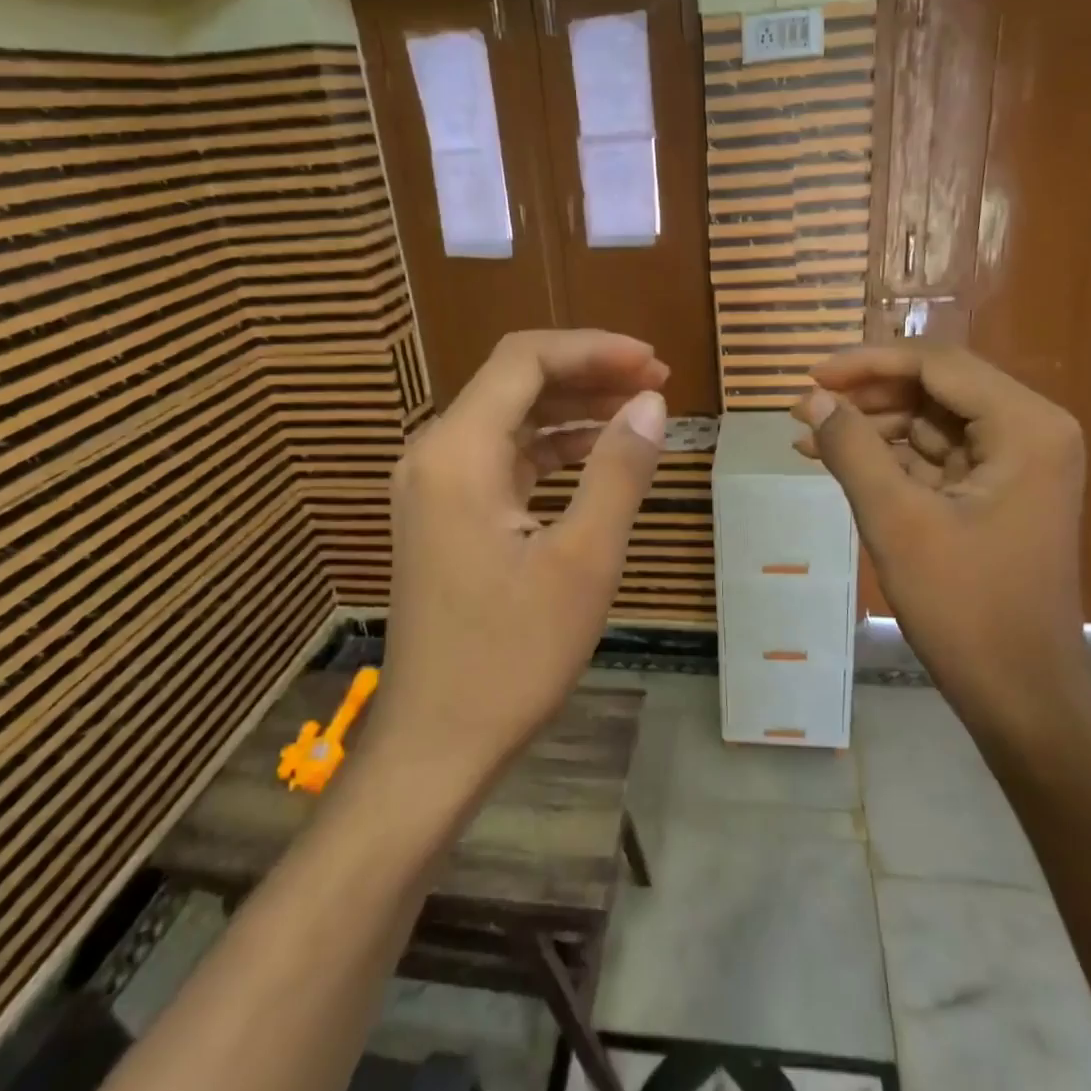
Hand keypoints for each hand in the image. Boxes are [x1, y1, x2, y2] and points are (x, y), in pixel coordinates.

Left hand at [369, 331, 667, 791]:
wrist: (437, 741)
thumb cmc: (512, 655)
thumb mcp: (584, 560)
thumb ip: (618, 471)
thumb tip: (652, 403)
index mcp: (458, 453)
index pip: (524, 361)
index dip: (593, 349)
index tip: (654, 363)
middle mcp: (434, 456)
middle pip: (514, 384)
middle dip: (587, 375)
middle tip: (657, 386)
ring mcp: (433, 488)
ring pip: (508, 422)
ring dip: (571, 411)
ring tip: (637, 414)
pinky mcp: (443, 518)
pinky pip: (501, 462)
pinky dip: (550, 452)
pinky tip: (594, 459)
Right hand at [791, 343, 1088, 738]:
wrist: (1019, 691)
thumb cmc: (964, 606)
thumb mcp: (897, 521)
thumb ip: (852, 449)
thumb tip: (811, 399)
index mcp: (1026, 426)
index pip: (938, 365)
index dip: (867, 364)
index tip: (809, 376)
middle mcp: (1032, 432)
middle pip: (937, 389)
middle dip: (867, 396)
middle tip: (803, 409)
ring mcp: (1018, 464)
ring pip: (932, 423)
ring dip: (873, 427)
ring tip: (808, 437)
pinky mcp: (998, 494)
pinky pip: (937, 458)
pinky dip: (890, 459)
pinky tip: (839, 461)